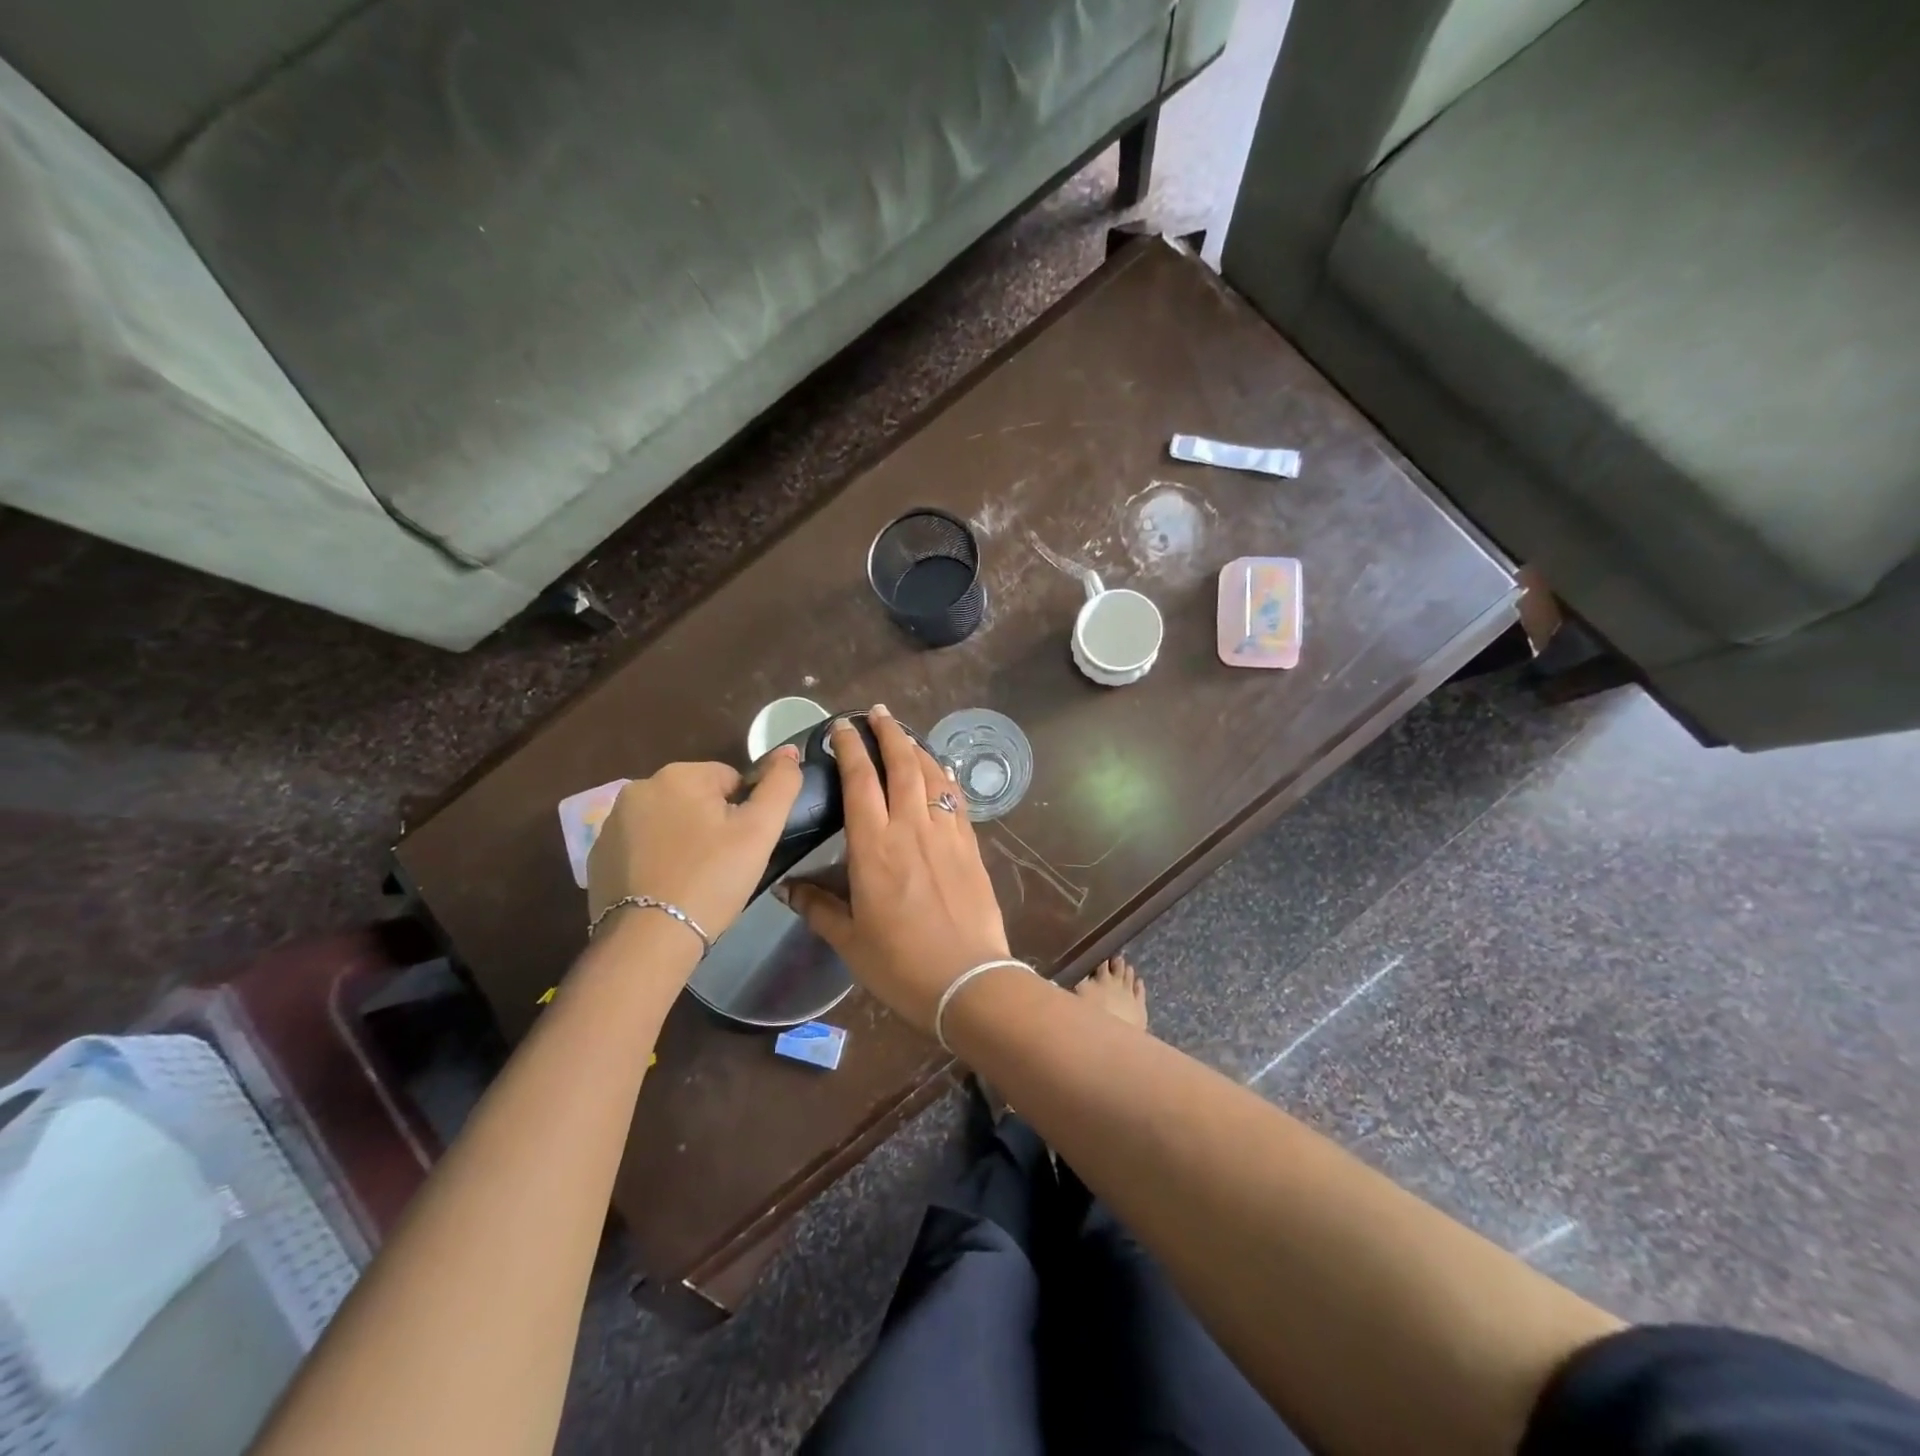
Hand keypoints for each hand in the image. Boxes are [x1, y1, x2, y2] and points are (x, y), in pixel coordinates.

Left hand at [587, 750, 802, 954]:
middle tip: (722, 864)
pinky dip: (655, 859)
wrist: (649, 939)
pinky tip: (665, 888)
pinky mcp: (597, 855)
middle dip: (710, 823)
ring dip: (682, 839)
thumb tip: (788, 750)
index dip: (744, 813)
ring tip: (693, 879)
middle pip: (696, 798)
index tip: (742, 847)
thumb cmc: (712, 878)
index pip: (730, 780)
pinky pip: (640, 846)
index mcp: (679, 775)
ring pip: (667, 821)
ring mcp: (612, 822)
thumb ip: (781, 784)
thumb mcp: (760, 830)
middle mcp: (639, 788)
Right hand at [780, 707, 1011, 1033]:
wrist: (968, 980)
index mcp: (874, 847)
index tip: (841, 727)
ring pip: (932, 776)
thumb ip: (818, 907)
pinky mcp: (971, 847)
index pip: (859, 782)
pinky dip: (945, 778)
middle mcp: (911, 828)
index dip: (849, 748)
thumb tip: (788, 888)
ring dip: (918, 748)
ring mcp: (946, 834)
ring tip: (905, 734)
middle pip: (901, 765)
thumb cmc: (900, 964)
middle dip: (888, 733)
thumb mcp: (850, 940)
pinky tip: (941, 772)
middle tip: (877, 713)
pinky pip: (956, 800)